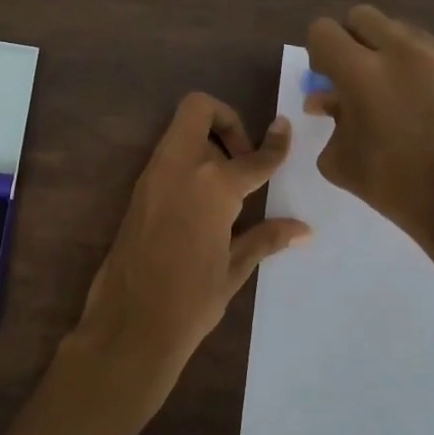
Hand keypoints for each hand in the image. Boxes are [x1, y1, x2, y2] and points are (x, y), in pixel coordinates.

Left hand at [66, 93, 309, 419]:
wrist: (130, 324)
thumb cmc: (191, 300)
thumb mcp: (234, 268)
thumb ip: (266, 238)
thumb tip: (303, 229)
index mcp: (213, 184)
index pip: (253, 157)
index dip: (275, 144)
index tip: (285, 130)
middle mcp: (181, 167)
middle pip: (199, 110)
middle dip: (226, 121)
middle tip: (243, 160)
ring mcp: (153, 176)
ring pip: (180, 131)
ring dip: (206, 142)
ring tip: (228, 187)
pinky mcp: (138, 192)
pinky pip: (167, 158)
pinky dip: (189, 163)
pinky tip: (204, 204)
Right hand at [305, 5, 433, 271]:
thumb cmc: (395, 186)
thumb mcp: (341, 159)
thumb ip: (330, 119)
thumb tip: (327, 100)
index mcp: (361, 72)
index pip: (323, 31)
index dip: (317, 53)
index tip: (325, 79)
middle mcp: (400, 50)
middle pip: (361, 16)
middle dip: (350, 41)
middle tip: (352, 77)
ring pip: (397, 28)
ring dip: (383, 48)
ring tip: (387, 88)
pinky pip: (427, 46)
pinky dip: (413, 61)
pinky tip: (416, 97)